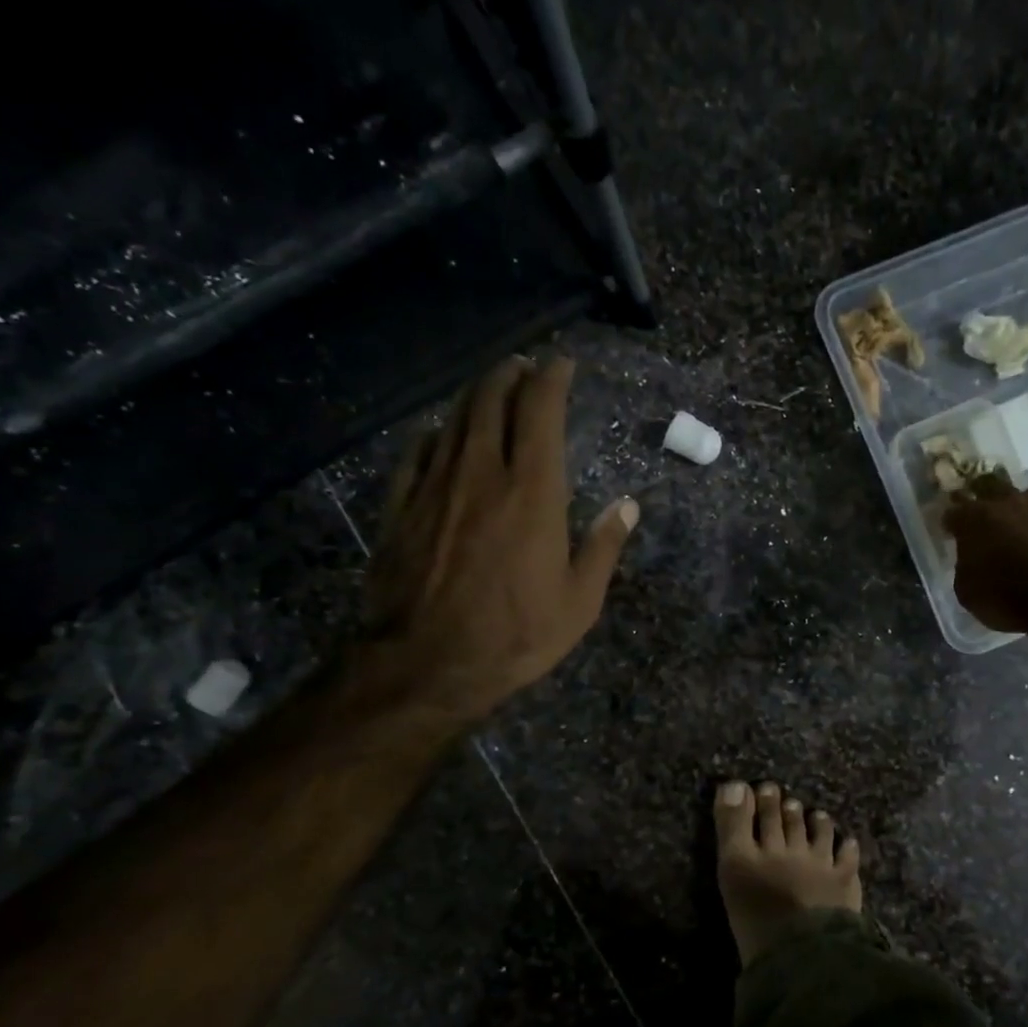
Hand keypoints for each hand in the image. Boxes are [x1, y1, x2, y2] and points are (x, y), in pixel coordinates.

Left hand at [348, 356, 637, 734]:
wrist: (427, 662)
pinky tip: (443, 434)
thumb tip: (626, 506)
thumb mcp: (580, 602)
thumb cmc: (516, 635)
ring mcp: (435, 486)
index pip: (540, 411)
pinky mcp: (401, 506)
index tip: (562, 364)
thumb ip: (603, 547)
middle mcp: (481, 473)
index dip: (551, 379)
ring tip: (491, 388)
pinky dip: (438, 432)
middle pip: (491, 400)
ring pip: (455, 419)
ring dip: (476, 395)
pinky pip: (420, 451)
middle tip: (525, 368)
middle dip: (511, 374)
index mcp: (532, 491)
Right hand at [943, 482, 1027, 632]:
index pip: (954, 511)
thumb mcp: (968, 592)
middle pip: (991, 487)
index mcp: (975, 520)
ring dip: (1025, 511)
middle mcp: (1009, 501)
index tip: (953, 531)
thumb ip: (966, 566)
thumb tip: (972, 558)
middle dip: (986, 499)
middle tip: (989, 519)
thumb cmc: (1008, 598)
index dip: (952, 522)